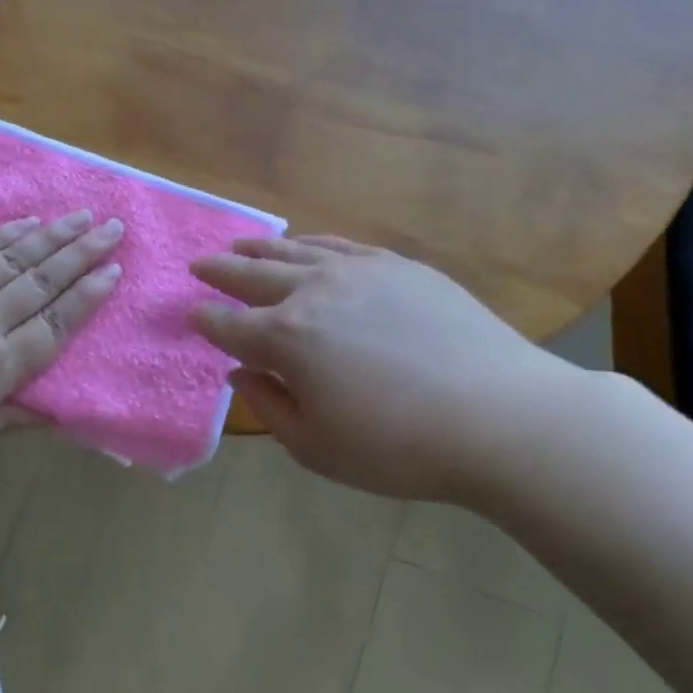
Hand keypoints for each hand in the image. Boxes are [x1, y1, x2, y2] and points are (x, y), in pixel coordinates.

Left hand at [0, 212, 122, 469]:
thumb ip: (12, 416)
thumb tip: (58, 414)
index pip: (55, 324)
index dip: (87, 297)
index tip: (114, 271)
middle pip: (42, 282)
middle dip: (82, 254)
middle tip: (114, 227)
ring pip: (14, 259)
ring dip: (52, 235)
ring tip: (82, 215)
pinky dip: (3, 235)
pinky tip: (26, 221)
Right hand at [189, 236, 581, 503]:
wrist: (500, 415)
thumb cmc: (399, 447)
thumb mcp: (318, 448)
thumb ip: (270, 407)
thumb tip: (241, 374)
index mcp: (285, 339)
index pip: (228, 324)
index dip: (205, 321)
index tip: (192, 316)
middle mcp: (311, 292)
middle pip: (251, 275)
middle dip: (219, 272)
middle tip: (199, 266)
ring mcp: (356, 271)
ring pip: (292, 251)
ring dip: (258, 250)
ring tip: (239, 247)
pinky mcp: (396, 265)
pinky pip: (338, 244)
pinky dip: (309, 243)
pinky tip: (303, 246)